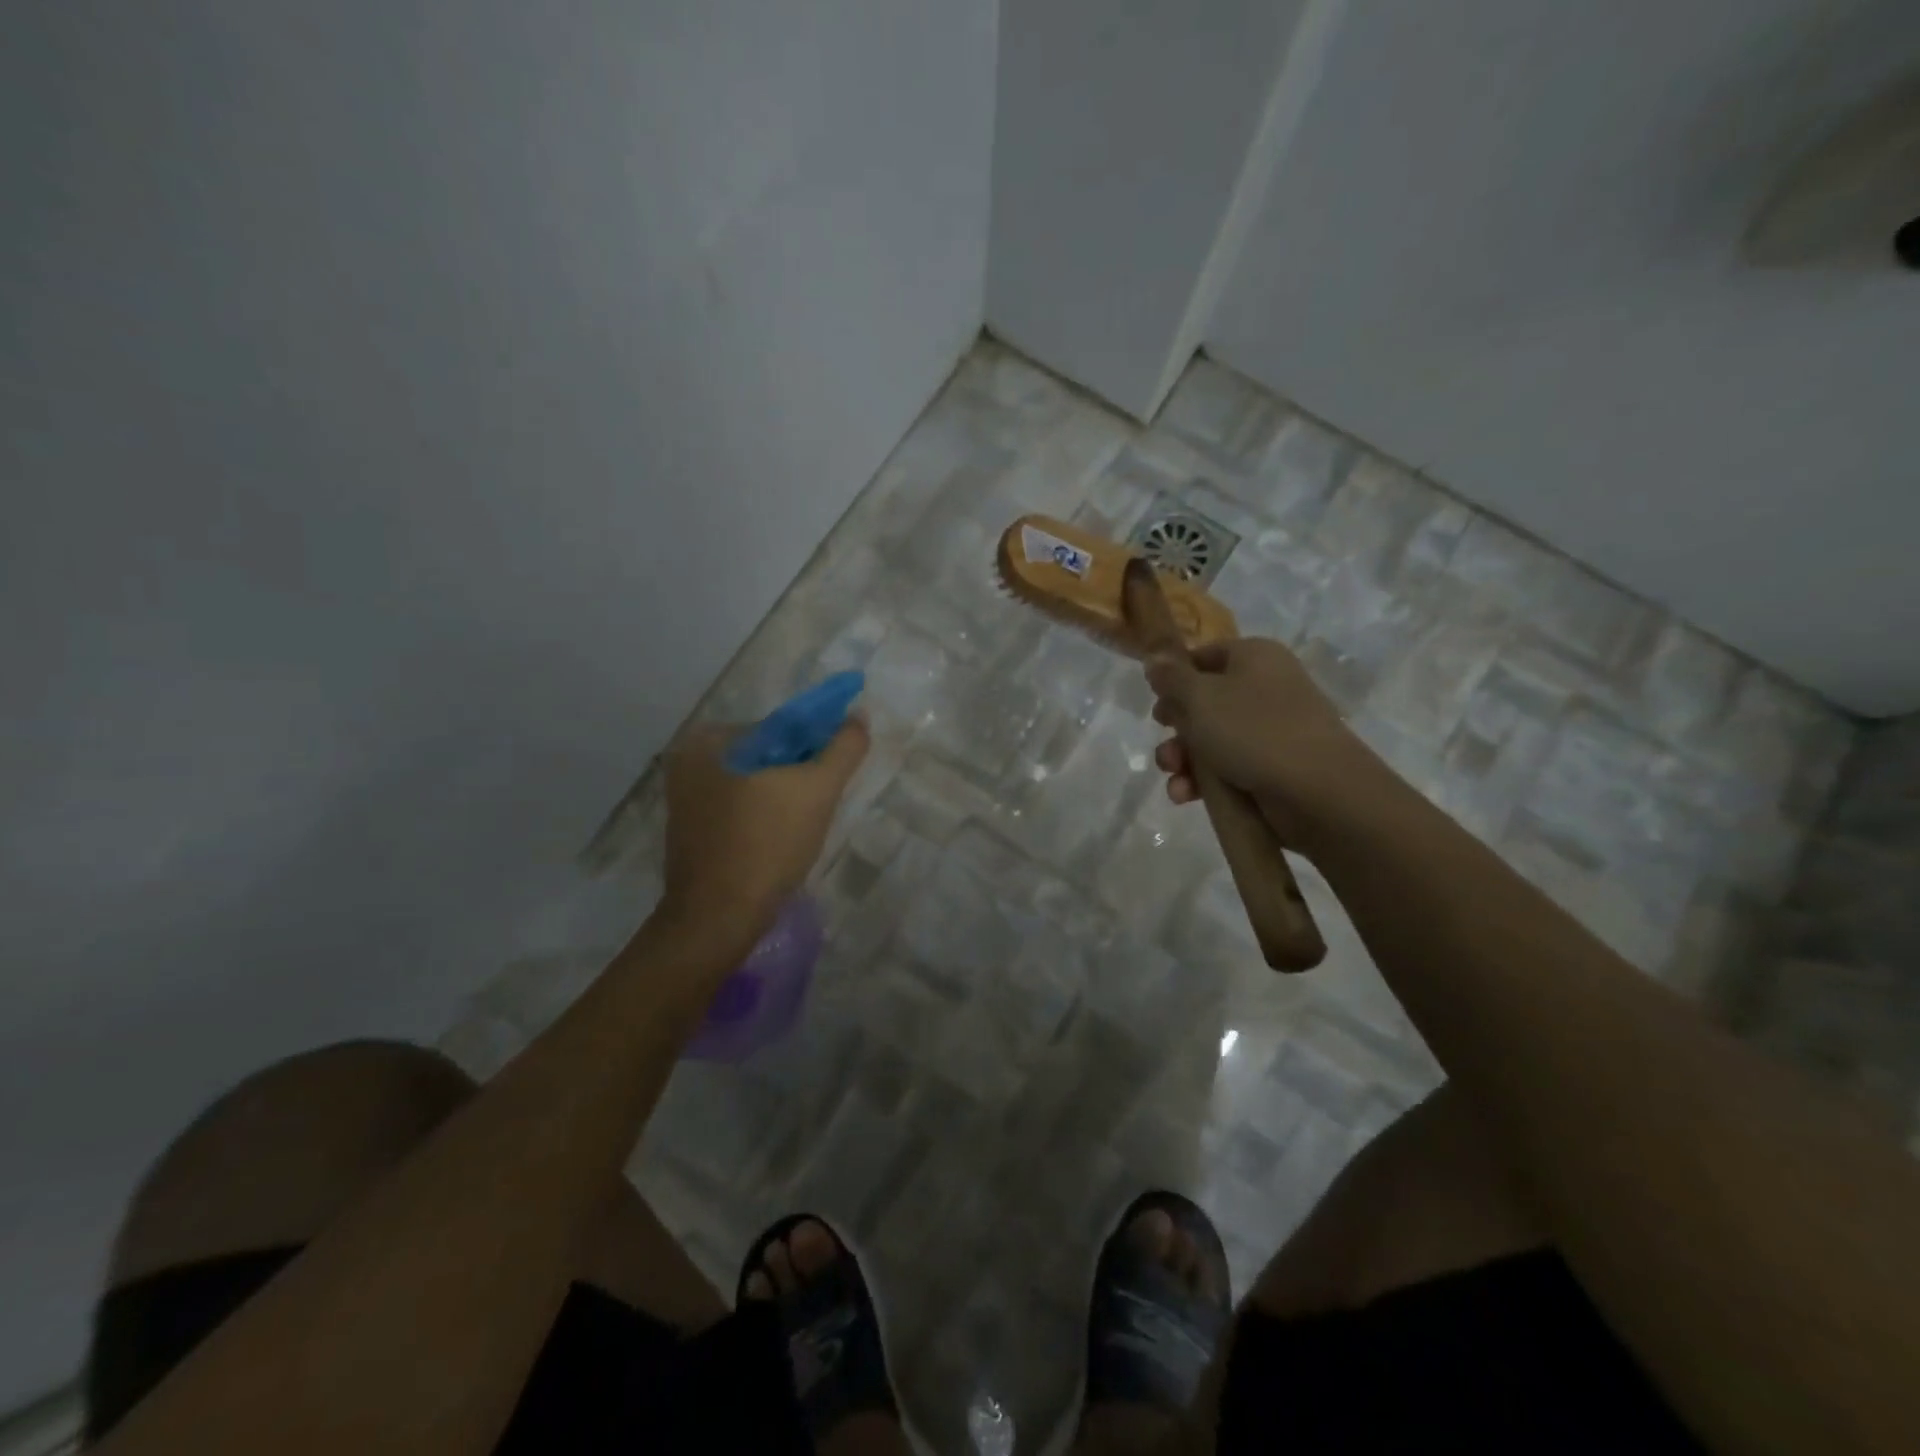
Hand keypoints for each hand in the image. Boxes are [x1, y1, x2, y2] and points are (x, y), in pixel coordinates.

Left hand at [657, 717, 868, 936]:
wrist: (719, 918)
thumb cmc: (767, 844)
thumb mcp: (817, 789)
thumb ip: (843, 748)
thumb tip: (858, 716)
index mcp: (709, 740)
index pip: (780, 728)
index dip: (816, 747)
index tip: (833, 777)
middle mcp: (688, 763)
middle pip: (766, 757)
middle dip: (798, 774)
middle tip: (821, 804)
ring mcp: (685, 801)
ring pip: (754, 785)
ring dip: (783, 798)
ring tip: (803, 828)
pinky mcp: (691, 833)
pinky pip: (739, 811)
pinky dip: (763, 819)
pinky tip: (780, 842)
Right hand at [1144, 637, 1369, 836]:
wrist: (1318, 791)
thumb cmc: (1253, 731)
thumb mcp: (1200, 697)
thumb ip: (1171, 677)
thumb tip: (1155, 656)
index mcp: (1253, 657)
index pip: (1204, 656)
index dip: (1174, 678)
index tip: (1155, 700)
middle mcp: (1265, 687)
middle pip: (1204, 702)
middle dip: (1176, 728)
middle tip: (1164, 741)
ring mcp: (1271, 729)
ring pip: (1212, 739)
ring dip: (1183, 759)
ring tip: (1174, 778)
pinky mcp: (1272, 766)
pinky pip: (1227, 767)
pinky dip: (1203, 781)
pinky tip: (1185, 796)